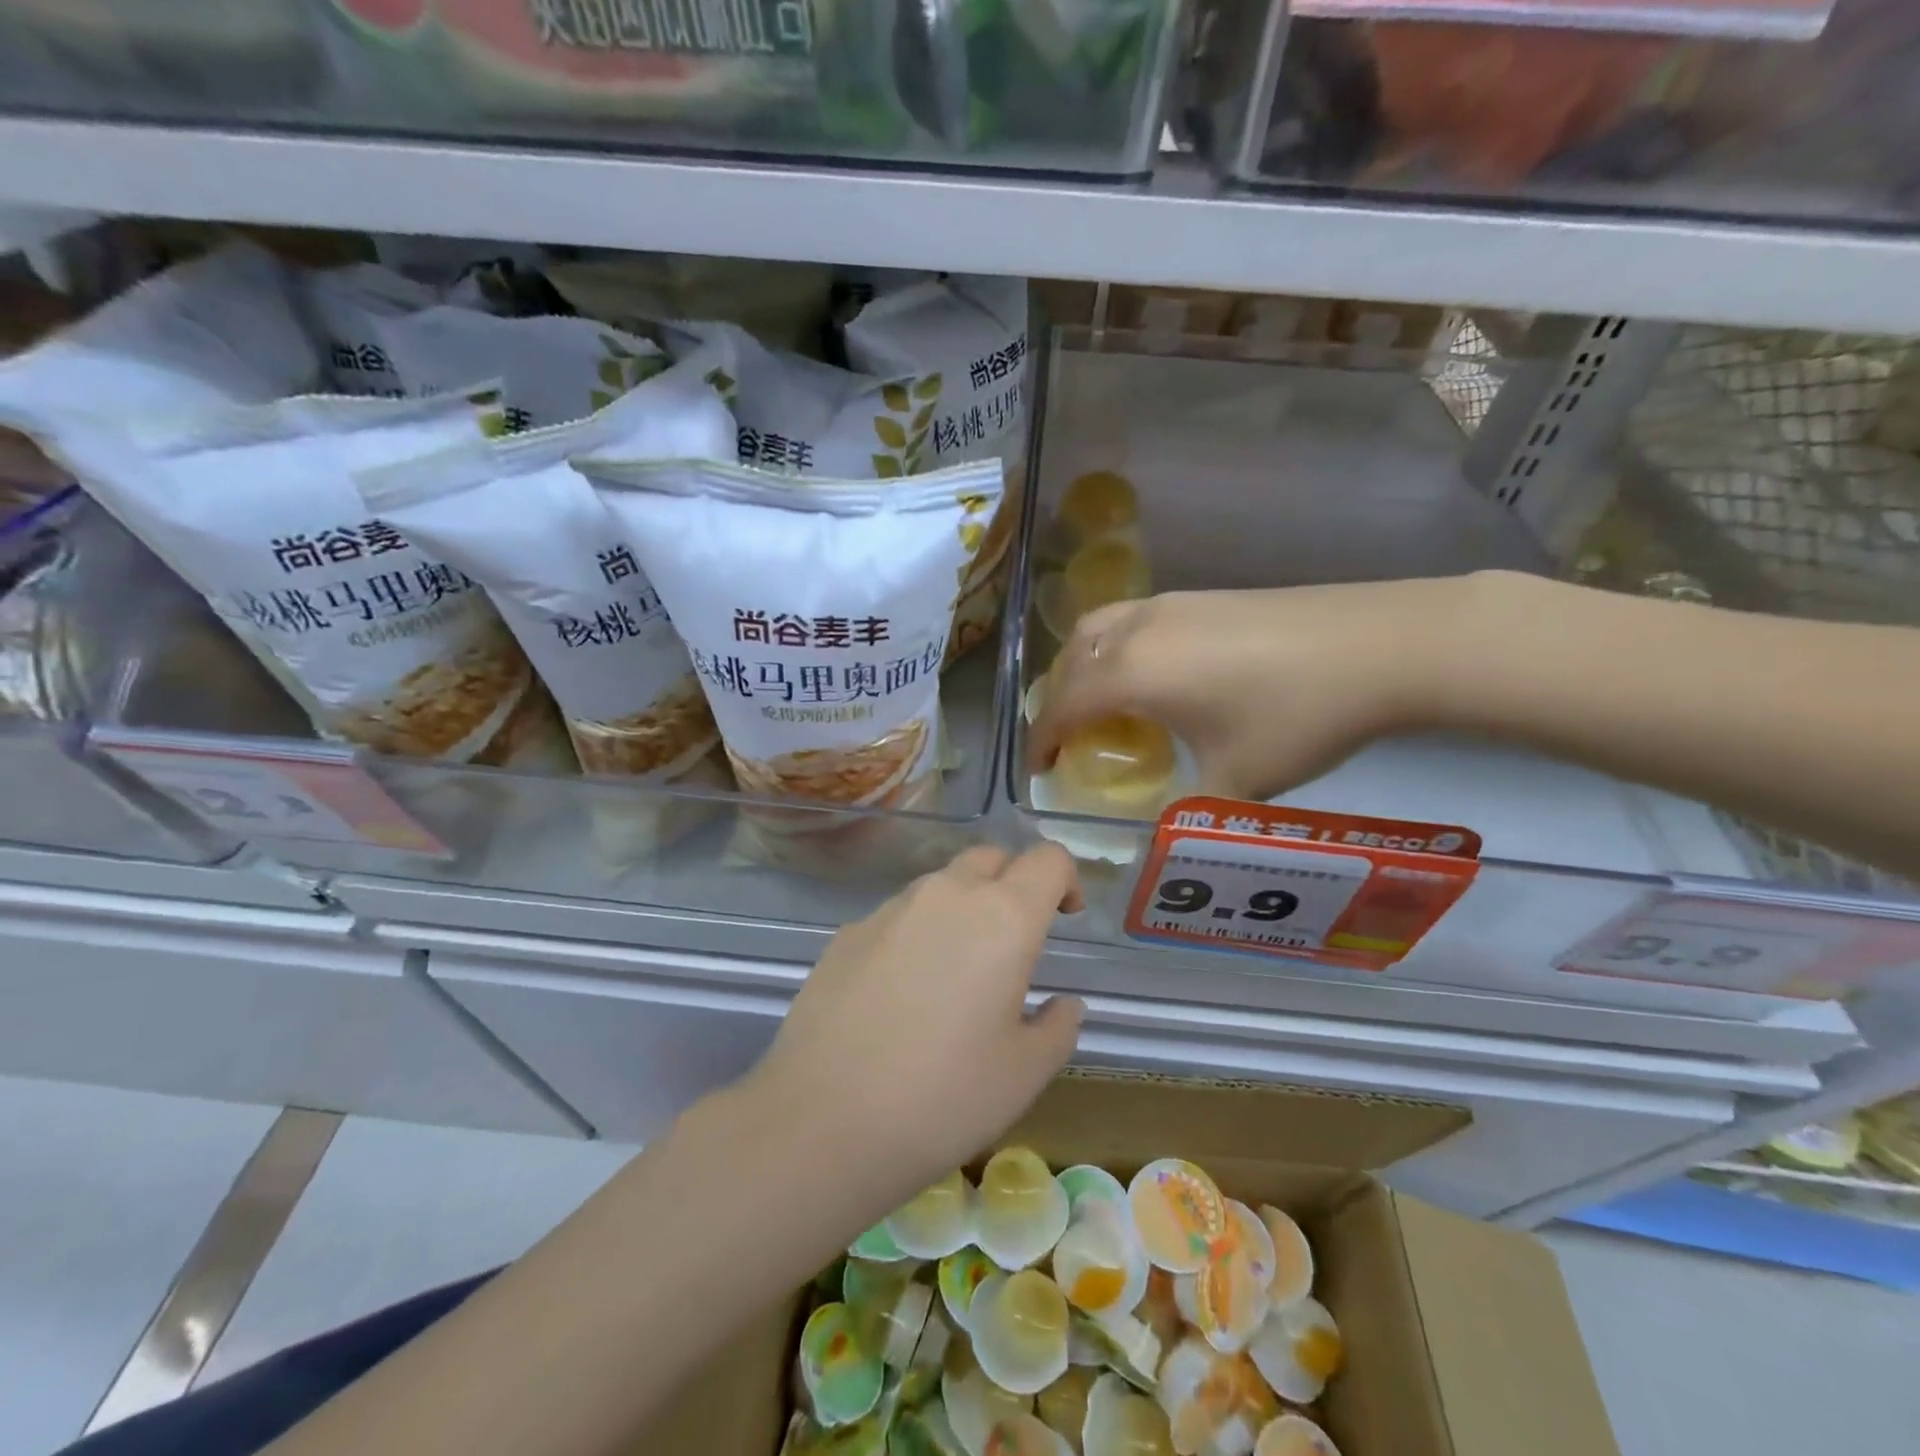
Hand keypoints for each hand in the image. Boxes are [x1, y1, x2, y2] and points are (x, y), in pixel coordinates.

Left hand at [746, 843, 1085, 1203]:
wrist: (822, 1121)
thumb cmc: (944, 1097)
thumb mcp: (1025, 1074)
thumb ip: (1058, 1027)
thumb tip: (1062, 1004)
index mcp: (1003, 917)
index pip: (1047, 859)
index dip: (1066, 879)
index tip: (1066, 917)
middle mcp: (946, 895)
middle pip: (991, 858)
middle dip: (1013, 884)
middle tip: (1015, 942)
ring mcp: (889, 910)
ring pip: (940, 884)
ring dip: (962, 908)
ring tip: (956, 972)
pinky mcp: (847, 934)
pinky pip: (897, 917)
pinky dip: (916, 935)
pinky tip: (901, 995)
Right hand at [1027, 578, 1478, 800]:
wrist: (1382, 645)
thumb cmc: (1297, 716)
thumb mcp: (1237, 780)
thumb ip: (1186, 808)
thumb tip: (1162, 830)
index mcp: (1133, 673)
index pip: (1062, 706)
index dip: (1042, 741)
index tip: (1038, 771)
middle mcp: (1138, 630)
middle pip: (1071, 661)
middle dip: (1056, 701)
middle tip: (1069, 739)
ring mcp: (1171, 604)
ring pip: (1099, 630)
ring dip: (1083, 667)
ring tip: (1100, 701)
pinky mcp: (1203, 595)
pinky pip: (1132, 620)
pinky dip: (1116, 648)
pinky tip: (1153, 674)